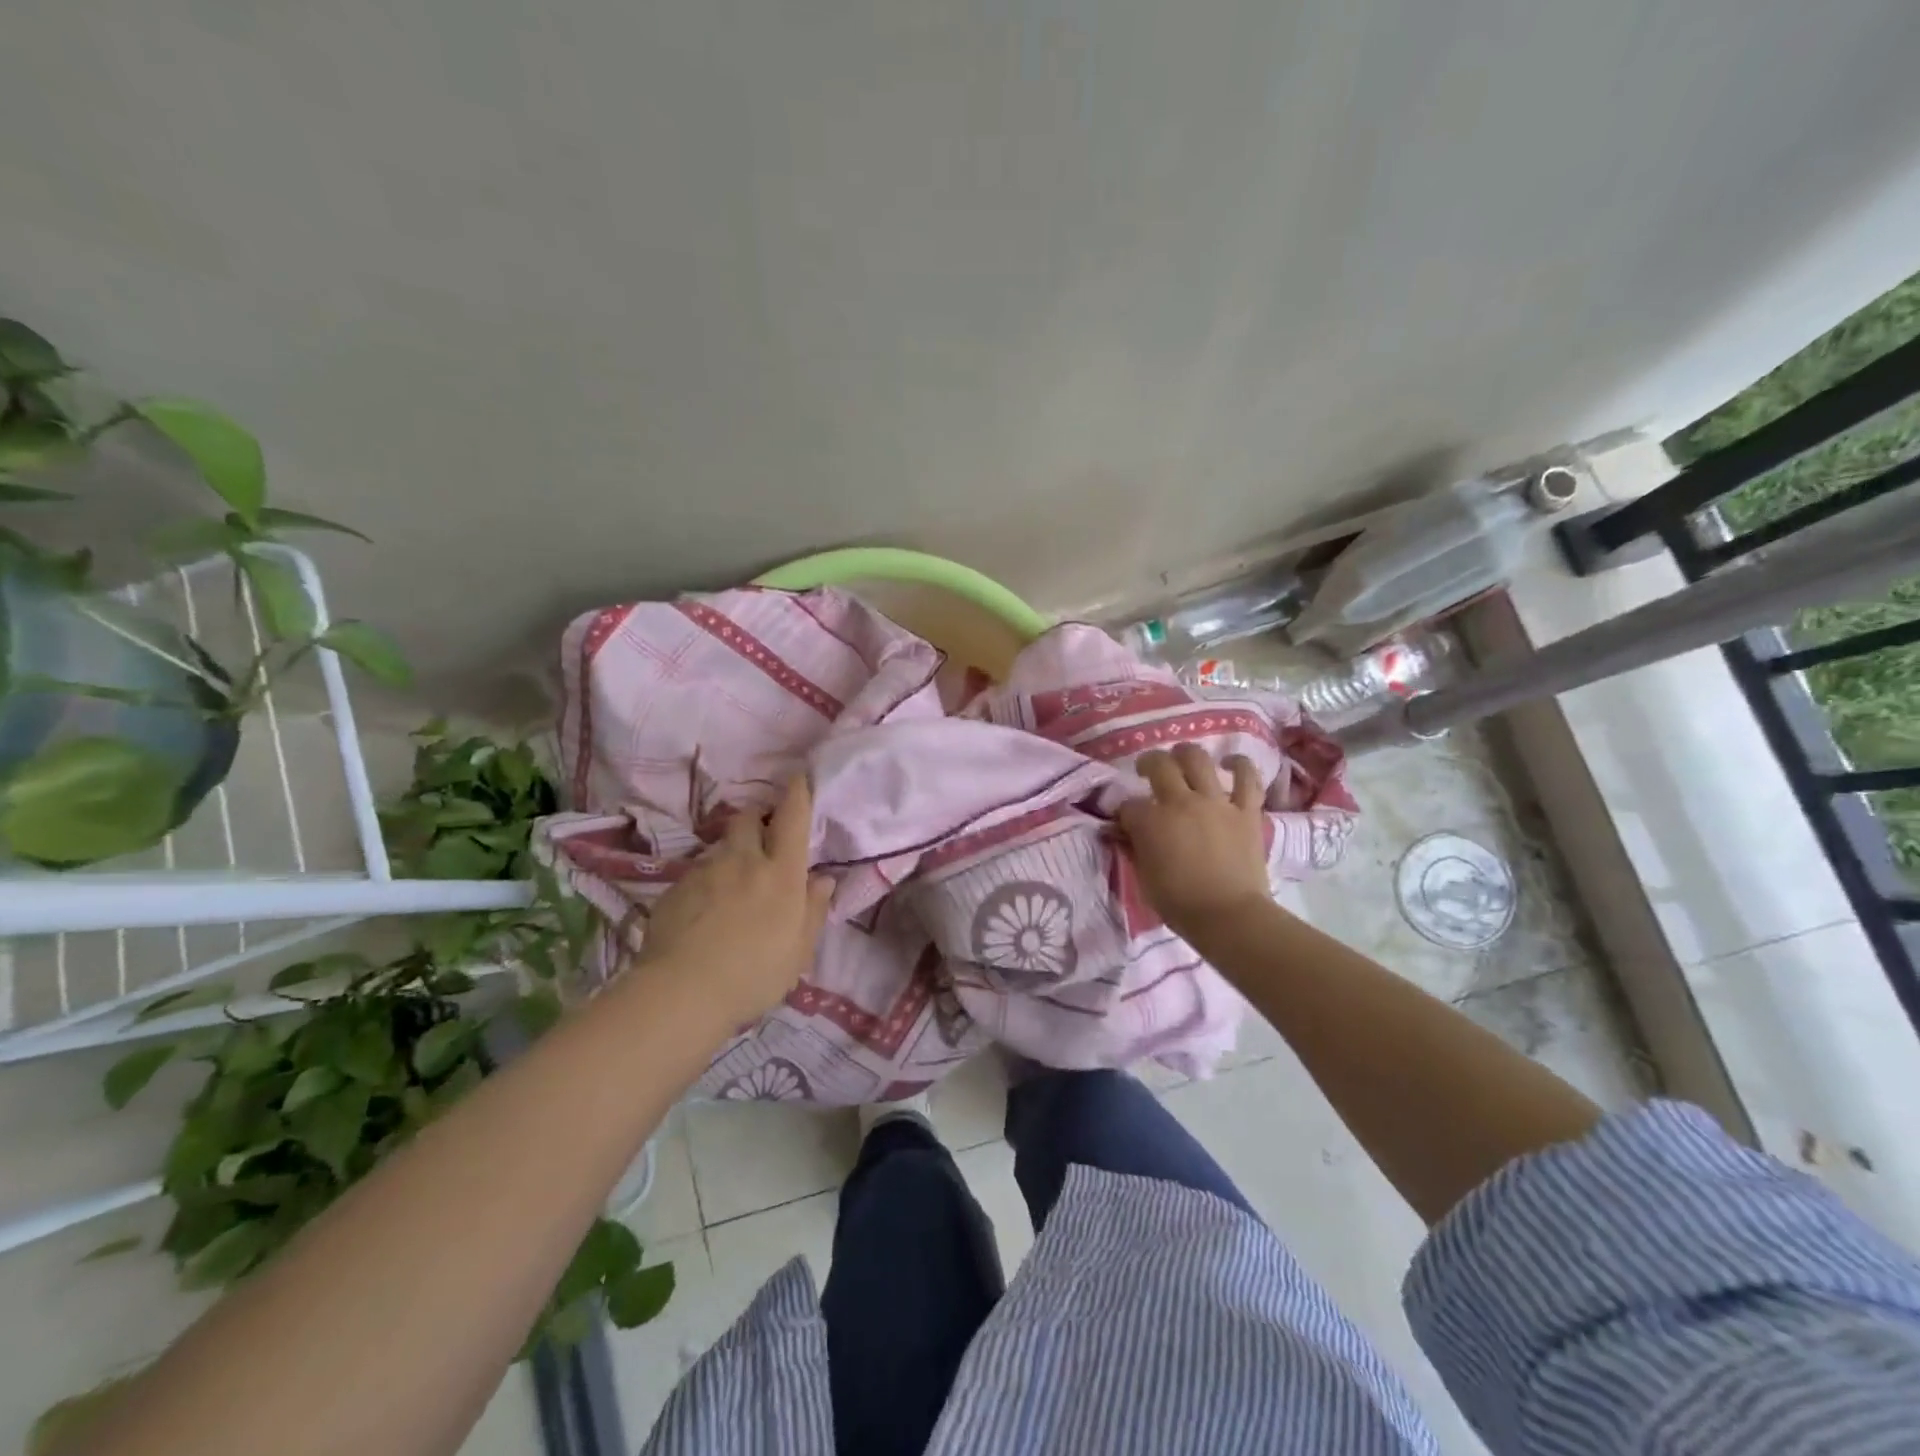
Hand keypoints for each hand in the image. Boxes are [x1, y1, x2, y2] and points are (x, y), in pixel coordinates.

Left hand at [635, 776, 834, 1025]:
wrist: (682, 993)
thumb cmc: (753, 975)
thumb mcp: (798, 951)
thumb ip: (813, 910)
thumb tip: (823, 879)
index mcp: (781, 874)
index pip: (792, 819)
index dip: (797, 793)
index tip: (799, 776)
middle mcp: (743, 861)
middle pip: (748, 818)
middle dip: (757, 817)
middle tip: (762, 835)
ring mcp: (705, 871)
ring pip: (720, 847)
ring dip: (730, 855)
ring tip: (730, 886)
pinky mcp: (674, 888)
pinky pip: (696, 874)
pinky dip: (705, 883)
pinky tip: (703, 913)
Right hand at [1116, 744, 1273, 941]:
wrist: (1230, 917)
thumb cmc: (1180, 904)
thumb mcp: (1144, 878)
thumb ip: (1134, 849)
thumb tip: (1123, 834)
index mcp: (1150, 822)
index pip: (1129, 806)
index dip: (1124, 812)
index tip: (1125, 822)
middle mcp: (1181, 802)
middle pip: (1160, 765)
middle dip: (1148, 763)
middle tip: (1146, 770)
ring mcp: (1216, 803)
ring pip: (1198, 760)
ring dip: (1186, 754)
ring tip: (1181, 758)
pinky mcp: (1245, 811)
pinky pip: (1247, 778)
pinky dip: (1238, 765)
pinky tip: (1229, 762)